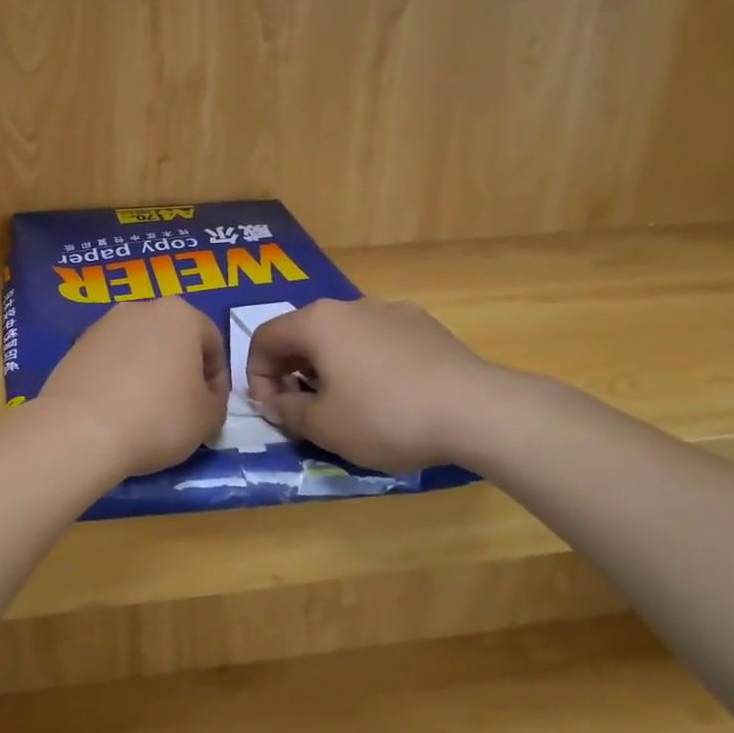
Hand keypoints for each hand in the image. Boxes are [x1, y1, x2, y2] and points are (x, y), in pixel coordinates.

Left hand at [36, 297, 228, 478]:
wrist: (80, 432)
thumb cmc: (158, 418)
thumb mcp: (208, 418)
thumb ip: (217, 401)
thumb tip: (204, 398)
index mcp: (180, 314)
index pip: (213, 343)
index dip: (218, 379)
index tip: (211, 409)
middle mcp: (140, 308)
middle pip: (173, 340)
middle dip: (180, 371)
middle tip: (181, 410)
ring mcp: (102, 326)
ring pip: (138, 350)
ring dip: (148, 374)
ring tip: (145, 413)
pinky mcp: (74, 347)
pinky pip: (109, 363)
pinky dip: (118, 381)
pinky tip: (116, 412)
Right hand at [245, 298, 511, 472]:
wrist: (476, 411)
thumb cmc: (385, 416)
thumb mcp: (323, 426)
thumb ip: (288, 411)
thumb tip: (276, 402)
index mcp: (318, 323)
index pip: (265, 338)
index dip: (257, 375)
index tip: (272, 410)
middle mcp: (352, 306)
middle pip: (304, 333)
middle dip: (292, 371)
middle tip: (302, 409)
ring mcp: (393, 312)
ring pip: (343, 336)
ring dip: (330, 367)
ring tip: (345, 404)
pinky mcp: (425, 326)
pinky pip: (378, 341)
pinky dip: (366, 363)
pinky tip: (387, 396)